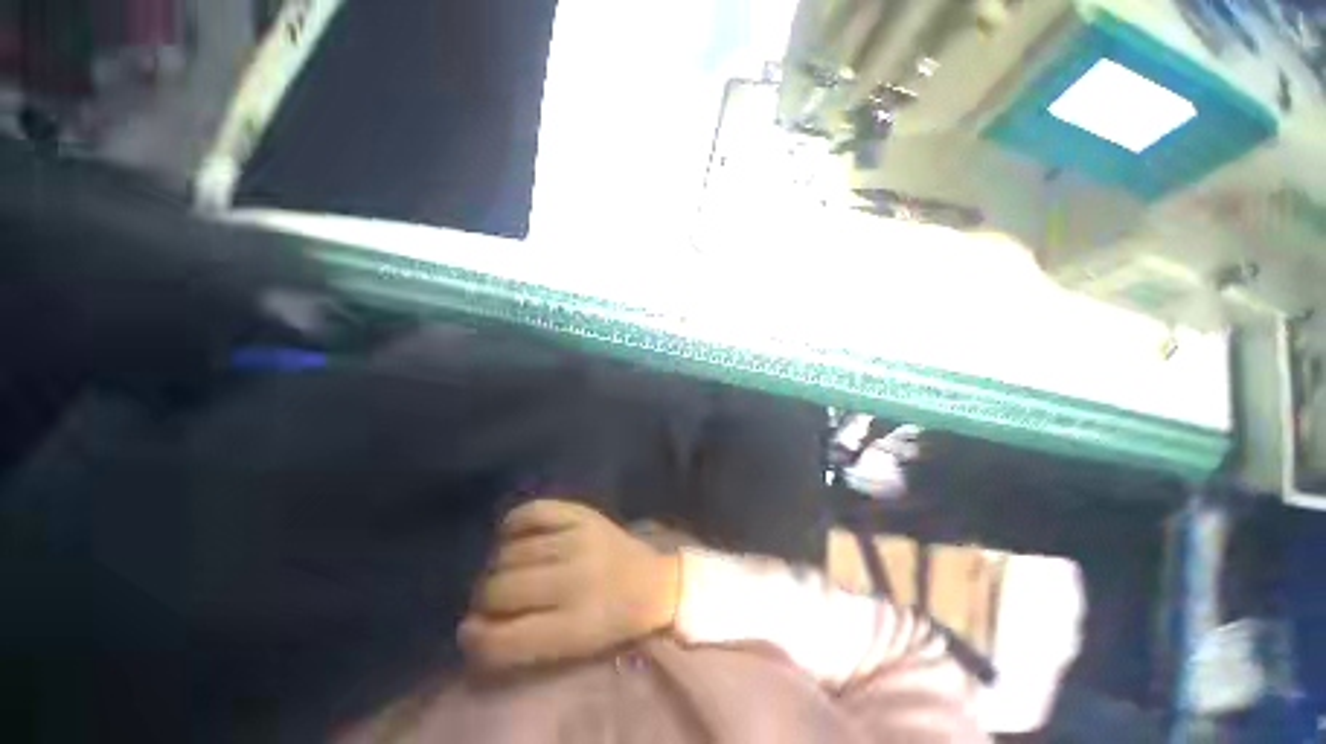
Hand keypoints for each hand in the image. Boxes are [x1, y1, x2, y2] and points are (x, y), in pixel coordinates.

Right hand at [459, 499, 680, 671]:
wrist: (652, 582)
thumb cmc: (610, 621)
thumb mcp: (571, 649)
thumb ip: (520, 642)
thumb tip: (470, 626)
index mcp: (574, 626)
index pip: (503, 638)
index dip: (475, 638)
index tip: (469, 631)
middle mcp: (575, 579)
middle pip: (500, 589)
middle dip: (484, 599)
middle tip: (492, 598)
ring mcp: (579, 539)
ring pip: (510, 552)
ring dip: (497, 565)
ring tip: (507, 569)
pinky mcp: (583, 513)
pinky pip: (533, 511)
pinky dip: (513, 523)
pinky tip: (512, 536)